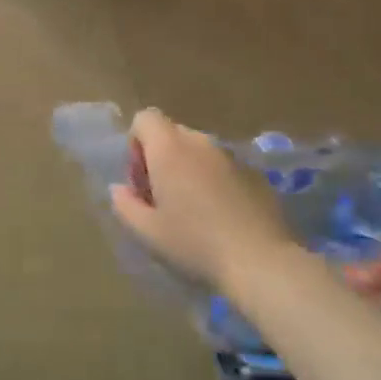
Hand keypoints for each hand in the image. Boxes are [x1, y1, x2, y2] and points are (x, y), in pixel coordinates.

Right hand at [109, 109, 295, 292]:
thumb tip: (120, 189)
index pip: (145, 118)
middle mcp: (200, 142)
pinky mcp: (255, 173)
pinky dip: (215, 182)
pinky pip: (224, 167)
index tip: (142, 181)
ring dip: (189, 170)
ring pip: (199, 151)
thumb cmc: (194, 244)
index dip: (136, 144)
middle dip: (161, 159)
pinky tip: (222, 218)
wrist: (260, 261)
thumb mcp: (147, 232)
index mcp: (169, 149)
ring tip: (193, 211)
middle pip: (172, 134)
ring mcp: (231, 156)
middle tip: (163, 199)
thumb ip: (125, 205)